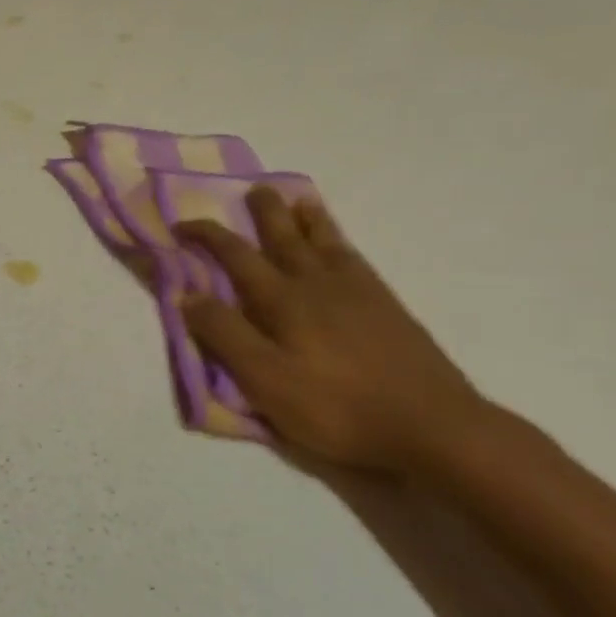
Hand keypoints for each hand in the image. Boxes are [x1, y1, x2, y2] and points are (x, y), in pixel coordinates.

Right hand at [177, 187, 492, 473]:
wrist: (435, 428)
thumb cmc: (336, 407)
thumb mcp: (265, 379)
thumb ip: (225, 334)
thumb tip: (188, 294)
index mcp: (283, 300)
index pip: (236, 256)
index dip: (206, 236)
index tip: (181, 225)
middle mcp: (317, 285)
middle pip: (285, 238)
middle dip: (266, 213)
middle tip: (255, 188)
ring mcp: (358, 294)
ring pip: (326, 243)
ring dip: (308, 219)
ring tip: (301, 199)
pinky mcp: (389, 309)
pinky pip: (357, 260)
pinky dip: (341, 243)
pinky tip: (341, 247)